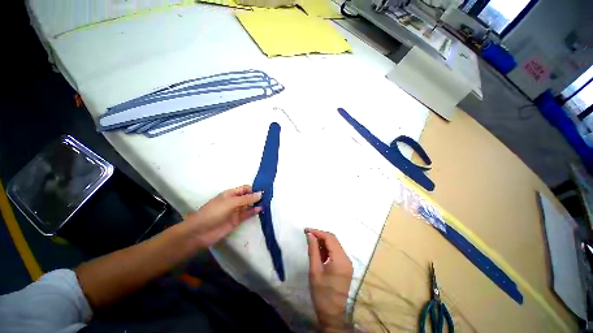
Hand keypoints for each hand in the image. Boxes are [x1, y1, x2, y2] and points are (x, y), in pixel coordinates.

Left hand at [183, 185, 261, 248]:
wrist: (200, 232)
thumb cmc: (214, 212)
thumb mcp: (231, 202)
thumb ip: (246, 198)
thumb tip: (260, 193)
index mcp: (231, 194)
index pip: (245, 188)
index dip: (254, 188)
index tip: (265, 189)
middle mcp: (234, 201)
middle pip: (248, 197)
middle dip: (257, 196)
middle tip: (269, 196)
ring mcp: (236, 211)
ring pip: (249, 205)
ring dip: (256, 204)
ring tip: (267, 203)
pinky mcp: (237, 220)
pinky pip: (247, 214)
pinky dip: (253, 212)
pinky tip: (260, 210)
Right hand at [306, 228, 353, 332]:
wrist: (332, 313)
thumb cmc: (321, 293)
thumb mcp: (315, 270)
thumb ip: (313, 250)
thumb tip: (310, 234)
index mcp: (340, 260)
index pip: (330, 238)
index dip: (318, 232)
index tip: (306, 230)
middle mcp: (346, 259)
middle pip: (334, 240)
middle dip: (320, 235)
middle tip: (308, 235)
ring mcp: (347, 262)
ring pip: (335, 245)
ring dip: (323, 242)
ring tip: (311, 243)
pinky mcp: (346, 266)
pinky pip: (336, 252)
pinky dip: (327, 249)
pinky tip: (319, 252)